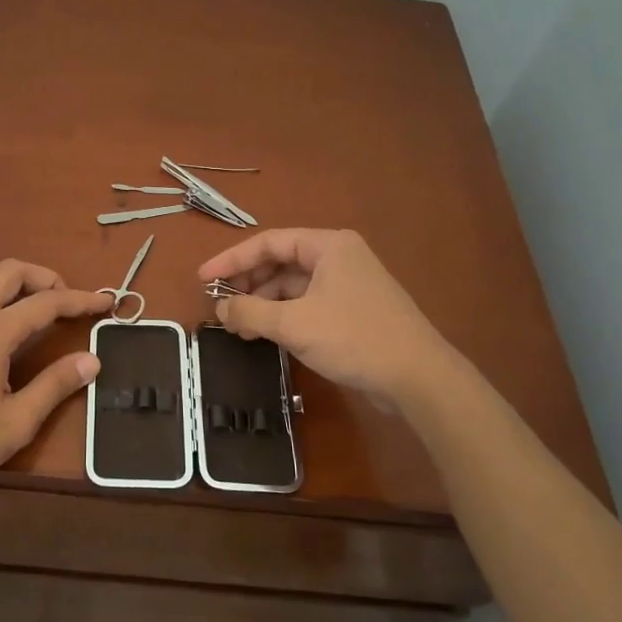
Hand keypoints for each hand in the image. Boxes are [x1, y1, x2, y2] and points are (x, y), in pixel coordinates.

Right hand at [197, 229, 449, 409]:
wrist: (418, 377)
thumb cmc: (354, 338)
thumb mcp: (294, 324)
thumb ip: (250, 312)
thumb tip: (220, 308)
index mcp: (328, 246)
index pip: (268, 243)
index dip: (231, 260)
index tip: (203, 279)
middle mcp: (338, 257)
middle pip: (280, 263)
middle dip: (248, 285)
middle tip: (221, 309)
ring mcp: (348, 285)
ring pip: (293, 287)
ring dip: (264, 305)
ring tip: (239, 330)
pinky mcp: (353, 311)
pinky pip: (307, 305)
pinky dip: (283, 317)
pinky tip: (266, 336)